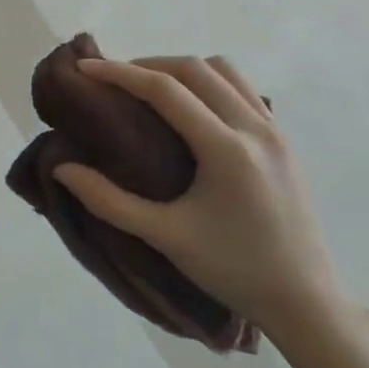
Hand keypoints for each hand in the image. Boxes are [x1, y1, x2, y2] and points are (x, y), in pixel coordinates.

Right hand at [52, 56, 341, 338]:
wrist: (306, 302)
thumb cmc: (233, 270)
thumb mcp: (165, 237)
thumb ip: (109, 201)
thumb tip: (62, 169)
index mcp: (226, 150)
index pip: (165, 89)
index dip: (120, 73)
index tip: (85, 68)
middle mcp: (255, 129)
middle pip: (194, 69)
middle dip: (148, 65)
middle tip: (113, 79)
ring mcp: (275, 132)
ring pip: (224, 71)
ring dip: (182, 69)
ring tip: (151, 88)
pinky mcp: (284, 141)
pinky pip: (243, 89)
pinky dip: (210, 82)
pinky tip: (191, 108)